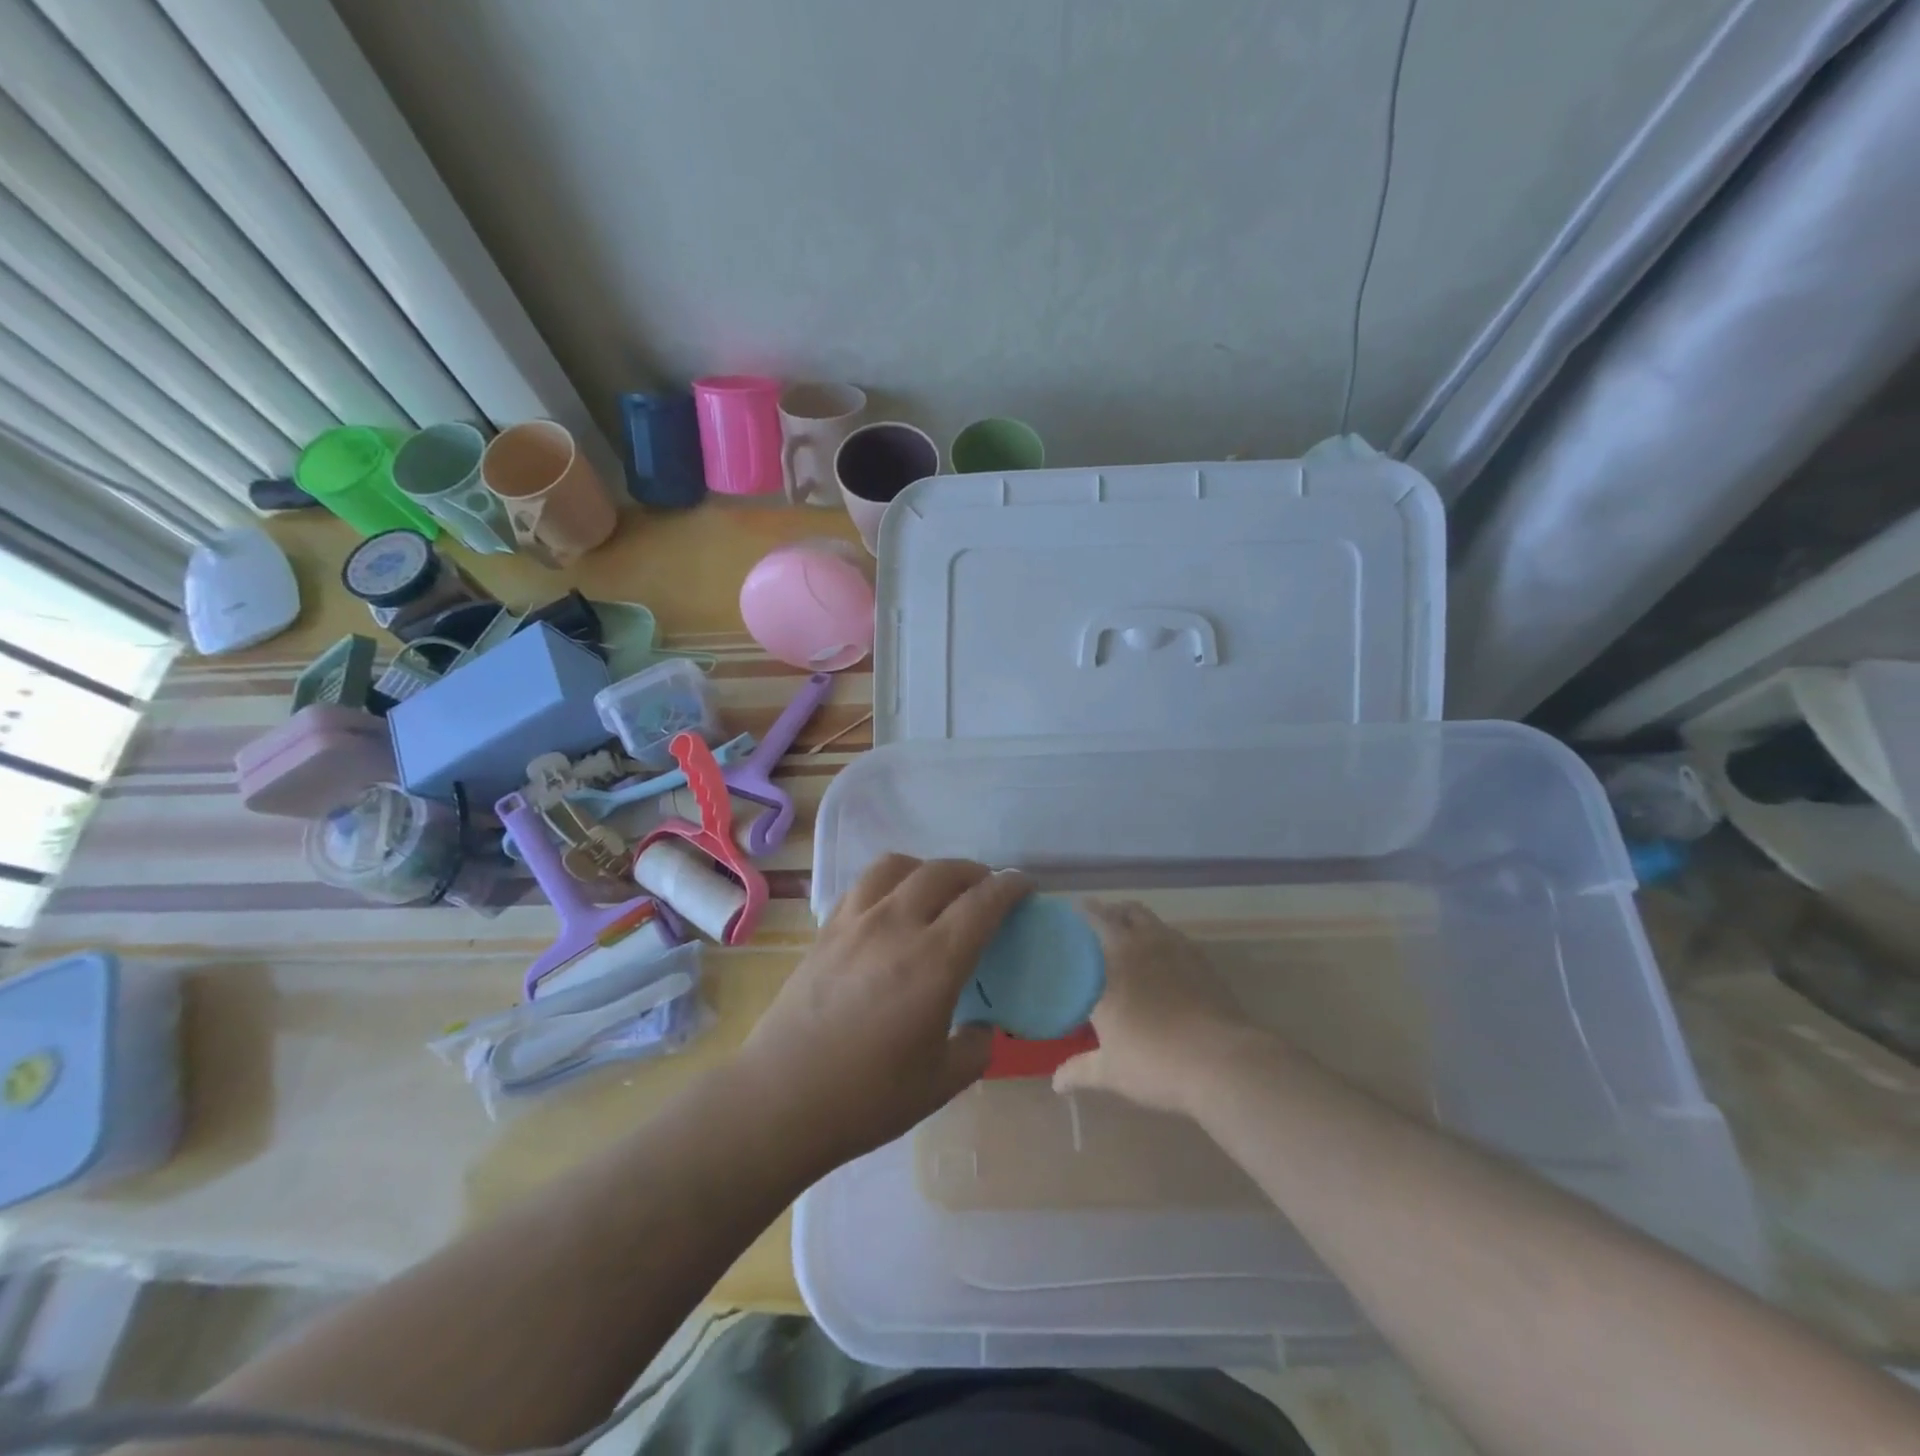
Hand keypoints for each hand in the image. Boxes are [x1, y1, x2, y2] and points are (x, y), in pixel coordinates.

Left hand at [740, 854, 1031, 1176]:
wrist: (780, 1099)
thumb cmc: (867, 1098)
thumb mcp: (941, 1082)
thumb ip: (976, 1047)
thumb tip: (984, 1025)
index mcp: (934, 961)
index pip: (983, 902)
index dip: (1010, 886)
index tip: (1025, 886)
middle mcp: (896, 926)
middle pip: (943, 872)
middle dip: (975, 872)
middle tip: (988, 890)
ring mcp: (855, 922)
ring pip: (898, 866)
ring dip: (928, 868)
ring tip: (937, 890)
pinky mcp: (825, 930)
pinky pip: (864, 885)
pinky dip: (889, 882)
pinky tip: (890, 907)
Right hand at [1053, 899, 1248, 1116]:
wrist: (1221, 1061)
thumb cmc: (1155, 1062)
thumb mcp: (1111, 1072)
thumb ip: (1080, 1071)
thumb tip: (1056, 1083)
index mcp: (1110, 964)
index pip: (1092, 922)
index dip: (1082, 912)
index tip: (1073, 912)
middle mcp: (1139, 946)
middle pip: (1122, 911)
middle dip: (1108, 911)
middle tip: (1097, 924)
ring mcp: (1174, 948)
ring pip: (1149, 918)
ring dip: (1134, 919)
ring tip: (1127, 936)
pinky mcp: (1201, 959)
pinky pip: (1173, 935)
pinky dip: (1160, 937)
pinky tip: (1161, 959)